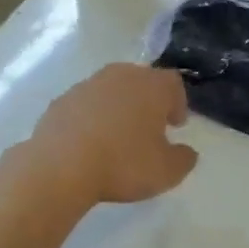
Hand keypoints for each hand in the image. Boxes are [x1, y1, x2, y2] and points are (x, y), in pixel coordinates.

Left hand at [24, 64, 197, 205]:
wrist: (61, 164)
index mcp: (151, 86)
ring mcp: (88, 84)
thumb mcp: (167, 171)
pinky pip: (85, 104)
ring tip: (117, 136)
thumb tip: (187, 152)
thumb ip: (184, 159)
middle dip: (148, 101)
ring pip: (111, 90)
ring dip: (118, 107)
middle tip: (149, 128)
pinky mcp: (62, 99)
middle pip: (141, 80)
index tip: (175, 125)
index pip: (173, 83)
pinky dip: (91, 117)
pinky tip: (89, 142)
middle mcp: (121, 75)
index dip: (178, 102)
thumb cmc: (123, 163)